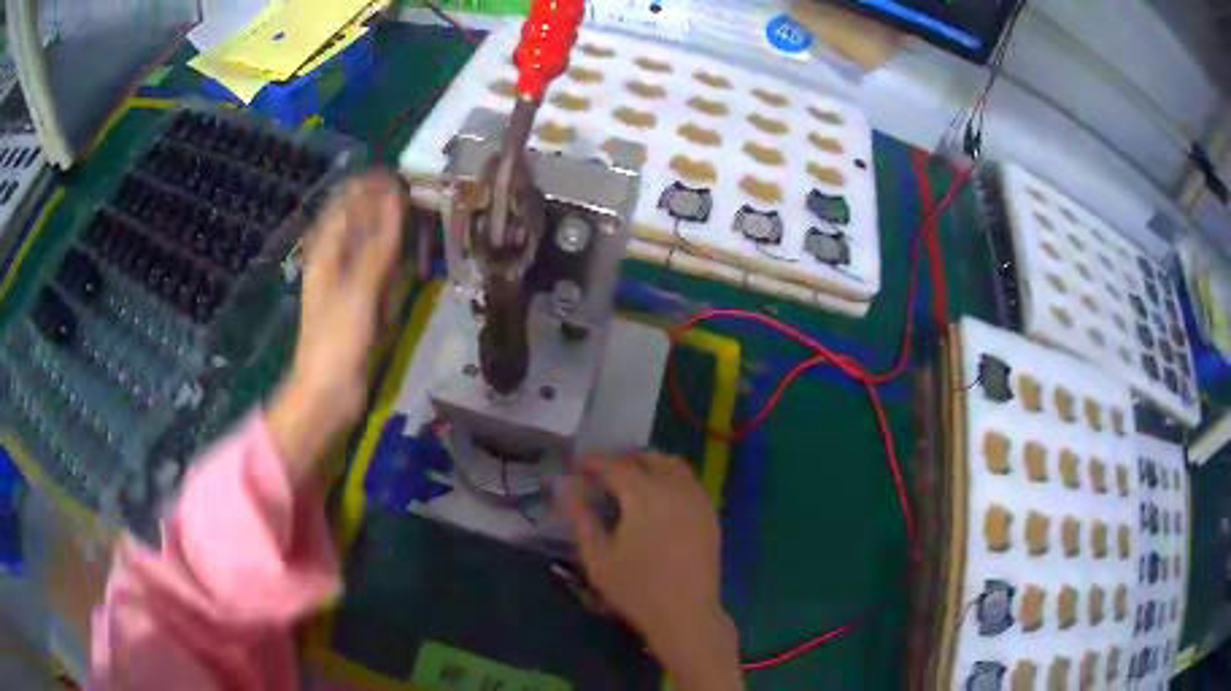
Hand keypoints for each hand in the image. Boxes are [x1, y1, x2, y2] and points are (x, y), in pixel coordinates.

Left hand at [267, 171, 404, 484]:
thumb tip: (393, 199)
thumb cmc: (337, 342)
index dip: (366, 187)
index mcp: (325, 254)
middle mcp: (334, 263)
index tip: (397, 174)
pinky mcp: (359, 307)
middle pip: (357, 223)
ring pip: (369, 246)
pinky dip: (391, 264)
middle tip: (414, 195)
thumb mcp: (358, 290)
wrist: (328, 395)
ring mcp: (346, 285)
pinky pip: (377, 274)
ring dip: (390, 233)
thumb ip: (378, 245)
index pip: (344, 205)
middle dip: (382, 207)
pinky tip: (406, 262)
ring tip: (417, 221)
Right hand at [561, 453, 742, 689]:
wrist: (686, 614)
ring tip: (631, 479)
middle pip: (648, 458)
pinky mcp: (710, 515)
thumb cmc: (636, 590)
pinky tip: (658, 498)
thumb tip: (567, 487)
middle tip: (602, 472)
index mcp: (645, 497)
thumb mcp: (598, 558)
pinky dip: (670, 478)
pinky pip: (690, 482)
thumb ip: (582, 518)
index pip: (616, 465)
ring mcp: (697, 501)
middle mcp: (675, 489)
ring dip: (650, 464)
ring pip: (673, 466)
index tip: (577, 464)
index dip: (594, 461)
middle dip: (623, 459)